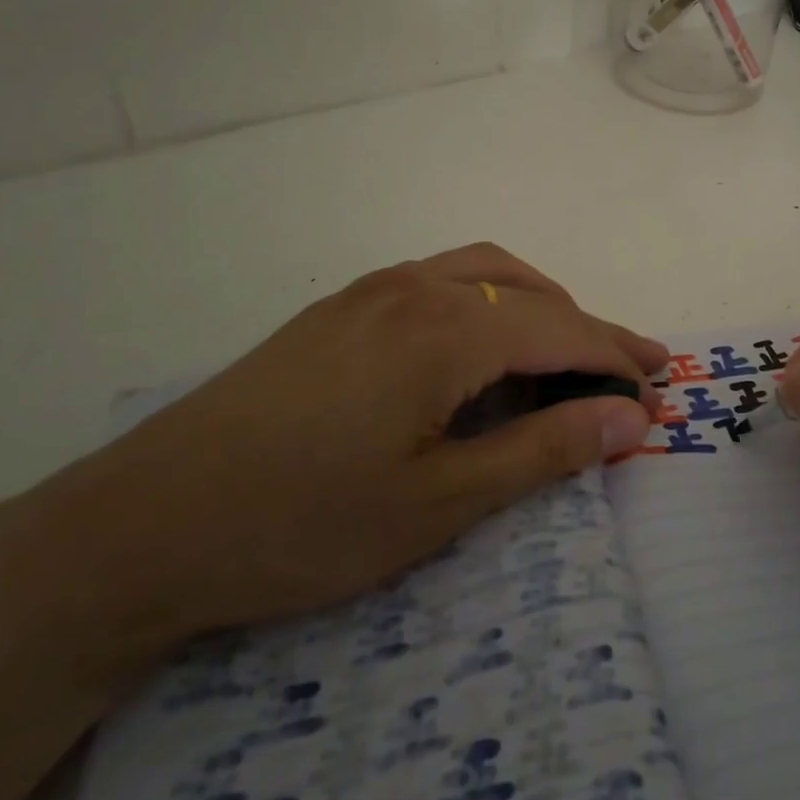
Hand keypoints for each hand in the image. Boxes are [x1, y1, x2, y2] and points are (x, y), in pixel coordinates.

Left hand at [36, 244, 665, 651]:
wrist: (140, 527)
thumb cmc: (302, 525)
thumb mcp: (440, 503)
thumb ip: (544, 452)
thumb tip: (632, 421)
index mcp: (446, 330)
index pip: (562, 331)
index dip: (617, 361)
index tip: (659, 393)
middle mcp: (415, 288)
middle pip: (531, 294)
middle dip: (590, 330)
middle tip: (633, 371)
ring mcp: (371, 291)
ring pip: (486, 272)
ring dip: (541, 303)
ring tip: (568, 350)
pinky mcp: (339, 309)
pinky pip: (441, 280)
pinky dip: (490, 300)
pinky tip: (483, 343)